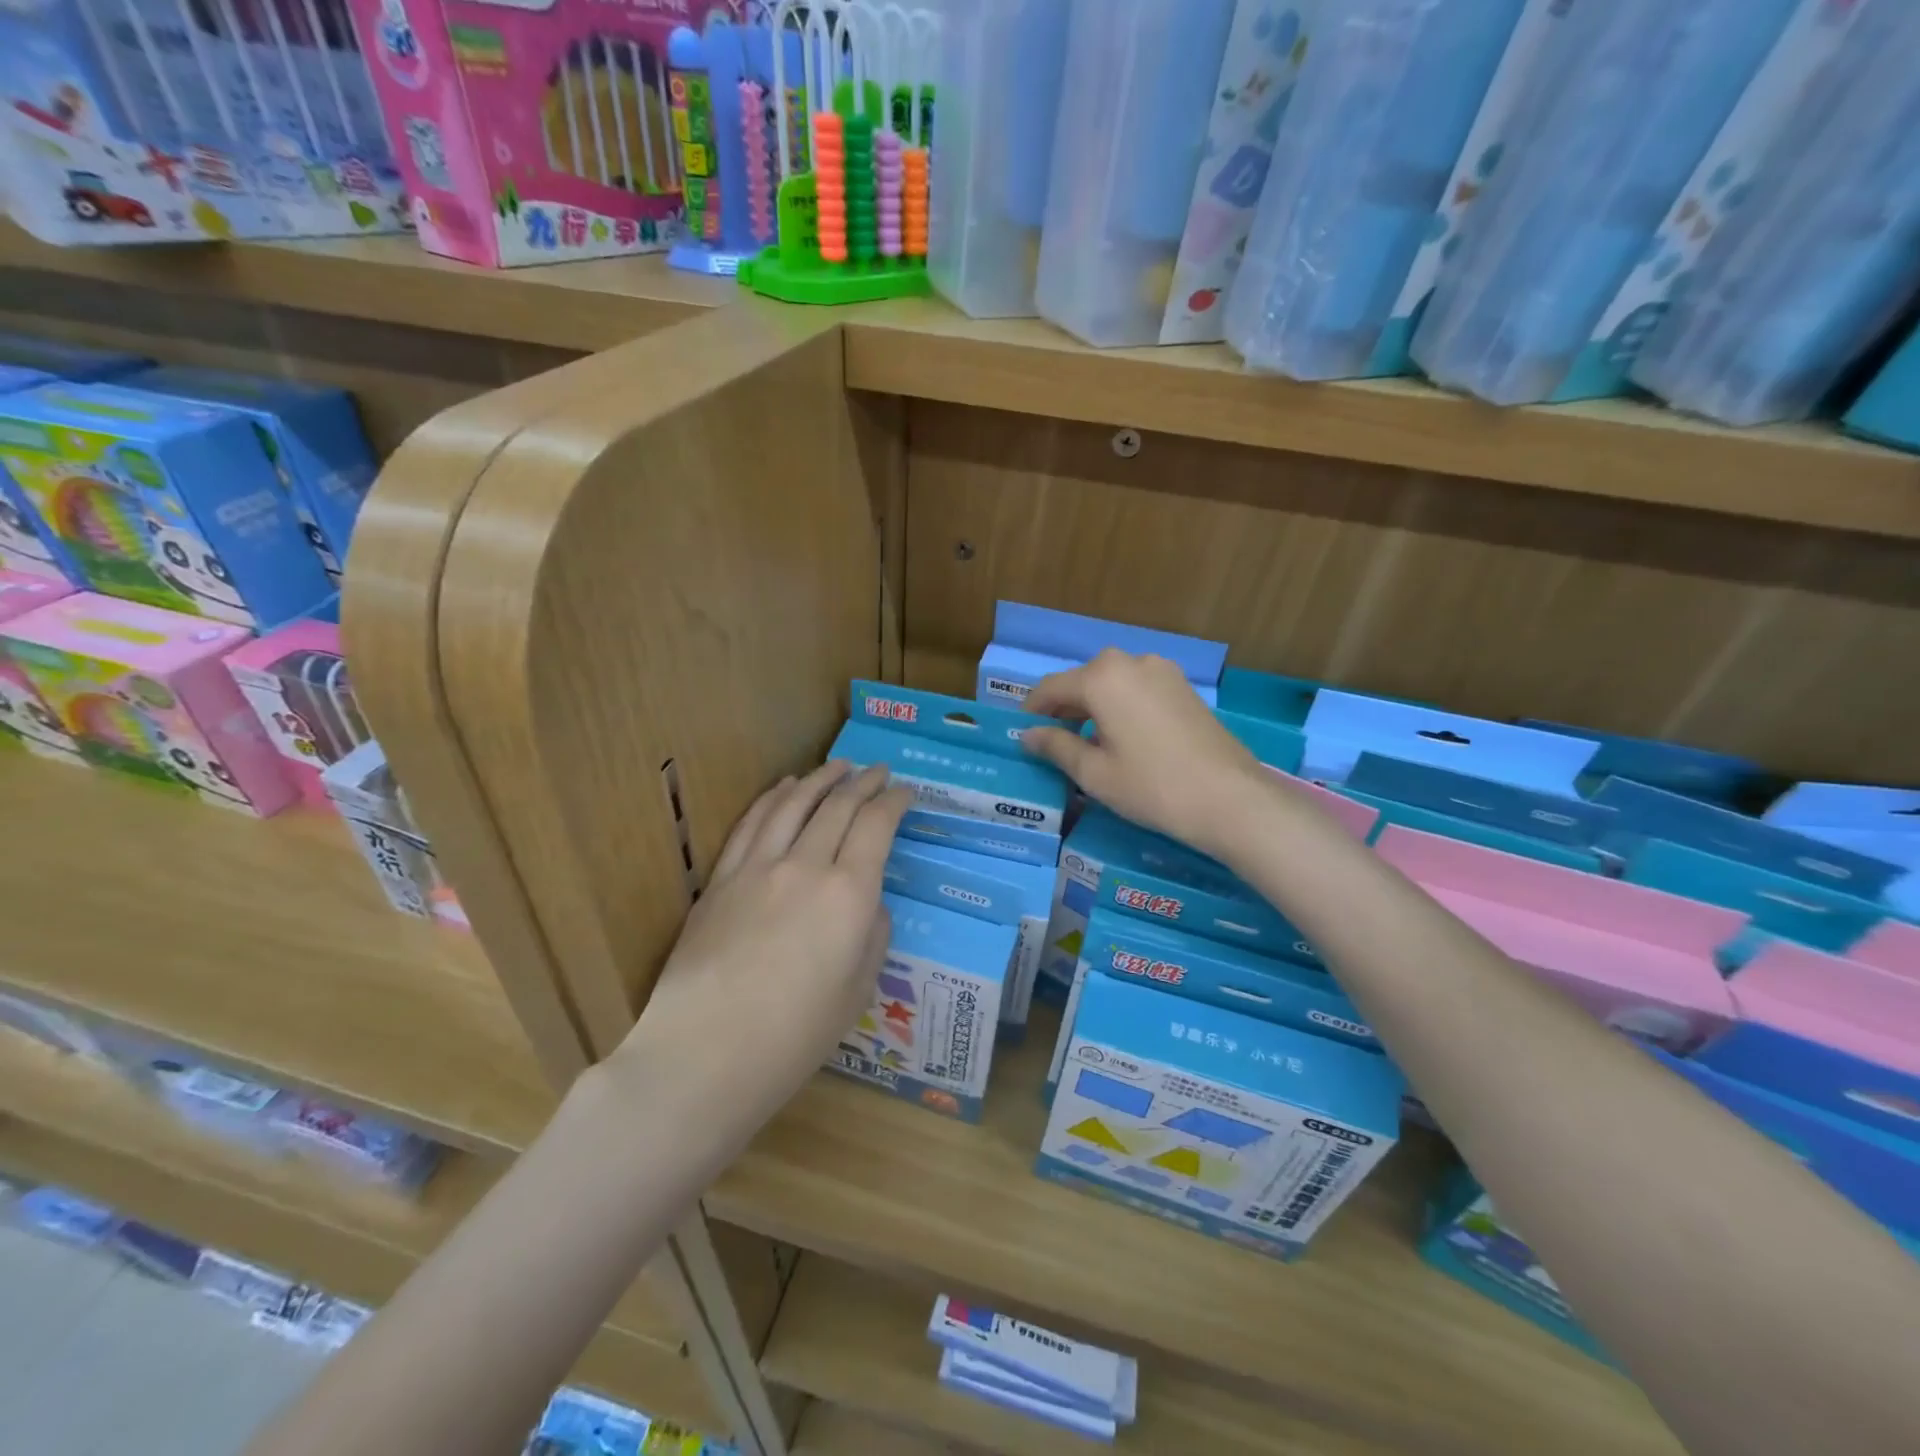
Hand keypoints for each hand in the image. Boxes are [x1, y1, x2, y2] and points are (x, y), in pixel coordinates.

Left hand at [621, 762, 911, 1130]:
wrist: (704, 1054)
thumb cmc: (794, 1036)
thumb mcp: (858, 991)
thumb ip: (873, 935)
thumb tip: (869, 902)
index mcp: (848, 893)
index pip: (876, 825)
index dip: (894, 802)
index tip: (906, 793)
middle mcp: (805, 865)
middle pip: (838, 806)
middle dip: (864, 782)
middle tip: (879, 771)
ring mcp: (757, 867)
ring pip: (793, 804)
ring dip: (820, 778)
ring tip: (838, 767)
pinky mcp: (721, 879)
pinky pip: (752, 823)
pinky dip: (773, 798)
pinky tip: (784, 788)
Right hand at [1023, 649, 1263, 857]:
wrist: (1230, 798)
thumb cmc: (1152, 787)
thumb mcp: (1094, 773)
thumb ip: (1056, 746)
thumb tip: (1028, 735)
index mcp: (1101, 678)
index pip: (1050, 688)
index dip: (1032, 711)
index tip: (1023, 734)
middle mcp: (1130, 662)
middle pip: (1082, 680)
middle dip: (1064, 708)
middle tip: (1053, 742)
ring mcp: (1162, 671)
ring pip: (1112, 683)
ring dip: (1093, 706)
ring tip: (1088, 742)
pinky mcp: (1183, 686)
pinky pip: (1137, 688)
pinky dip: (1120, 705)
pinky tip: (1123, 737)